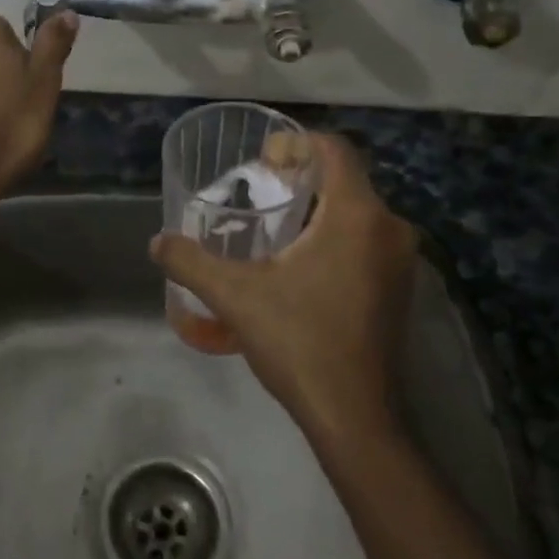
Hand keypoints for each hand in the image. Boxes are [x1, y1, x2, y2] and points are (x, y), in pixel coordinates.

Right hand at [150, 132, 415, 439]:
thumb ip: (191, 262)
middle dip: (302, 176)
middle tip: (259, 189)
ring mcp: (401, 260)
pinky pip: (367, 239)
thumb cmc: (299, 343)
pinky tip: (300, 262)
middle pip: (345, 178)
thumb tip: (156, 242)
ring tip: (274, 224)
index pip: (335, 149)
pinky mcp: (400, 287)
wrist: (354, 415)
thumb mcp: (235, 296)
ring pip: (357, 211)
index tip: (262, 158)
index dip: (297, 142)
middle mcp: (389, 228)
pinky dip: (336, 234)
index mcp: (357, 216)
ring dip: (319, 207)